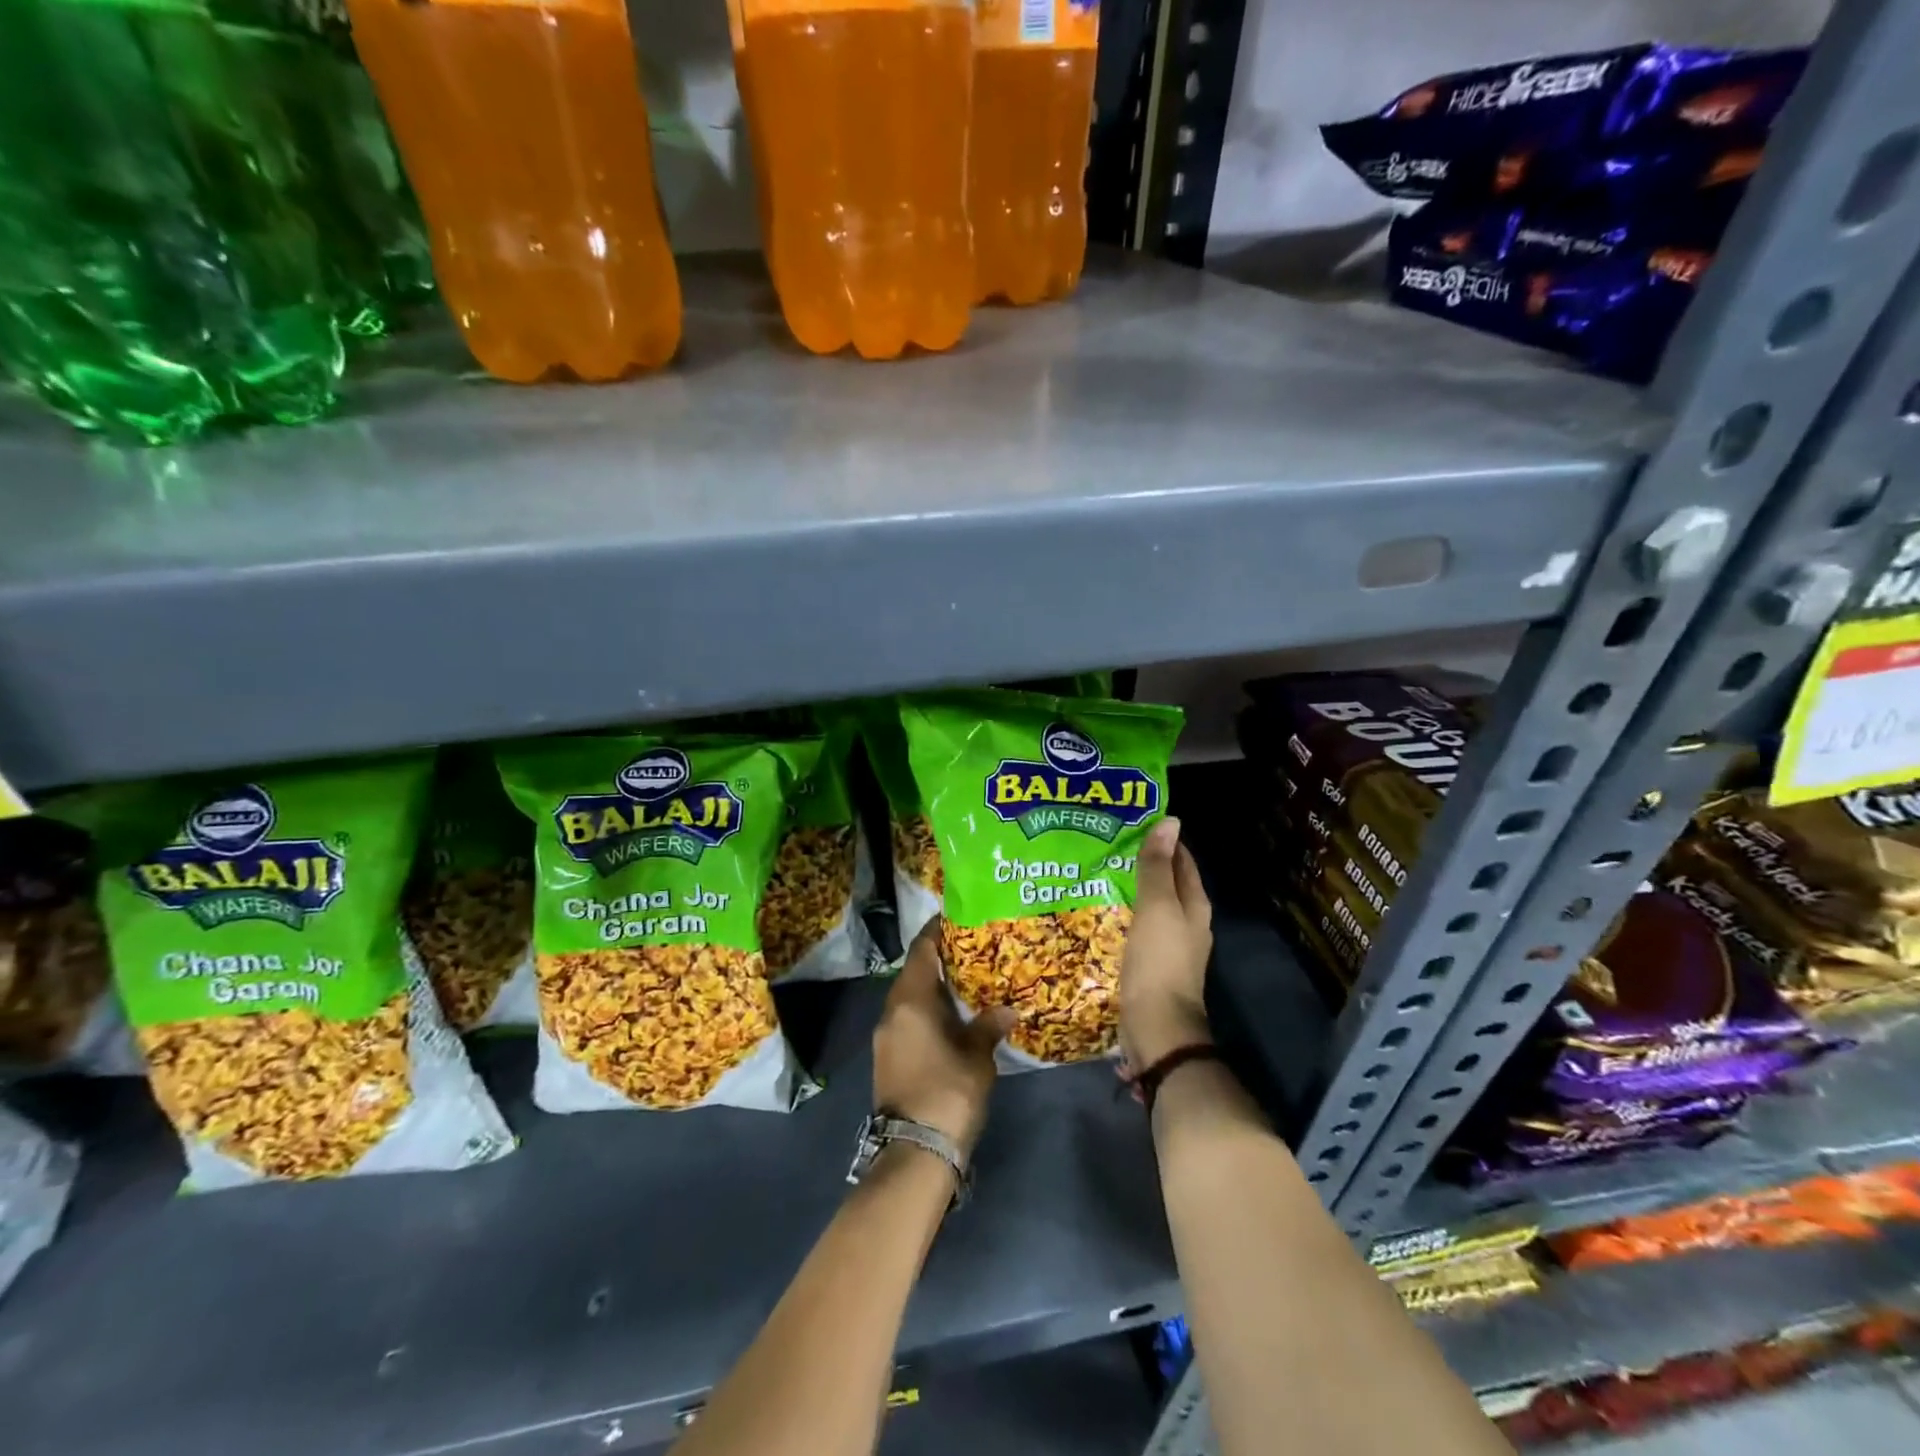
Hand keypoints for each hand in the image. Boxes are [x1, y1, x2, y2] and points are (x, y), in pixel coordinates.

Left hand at [873, 918, 1013, 1157]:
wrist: (914, 1152)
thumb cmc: (948, 1093)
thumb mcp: (977, 1057)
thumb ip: (988, 1026)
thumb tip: (1006, 1009)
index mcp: (910, 1000)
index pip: (921, 950)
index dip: (937, 931)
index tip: (956, 917)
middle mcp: (892, 1011)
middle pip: (914, 971)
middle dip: (939, 959)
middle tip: (971, 949)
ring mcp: (886, 1035)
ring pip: (909, 997)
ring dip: (933, 987)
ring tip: (966, 981)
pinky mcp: (888, 1056)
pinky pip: (907, 1018)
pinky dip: (927, 1009)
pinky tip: (952, 1017)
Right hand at [1120, 817, 1214, 1070]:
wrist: (1157, 1027)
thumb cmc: (1159, 961)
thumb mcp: (1157, 907)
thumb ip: (1158, 867)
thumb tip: (1171, 822)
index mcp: (1194, 906)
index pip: (1181, 861)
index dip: (1161, 840)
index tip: (1130, 822)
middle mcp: (1186, 923)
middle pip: (1165, 883)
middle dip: (1141, 864)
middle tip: (1105, 844)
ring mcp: (1168, 946)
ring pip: (1149, 907)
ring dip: (1128, 890)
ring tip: (1096, 872)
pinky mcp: (1149, 965)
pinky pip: (1135, 930)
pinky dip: (1121, 916)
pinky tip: (1099, 912)